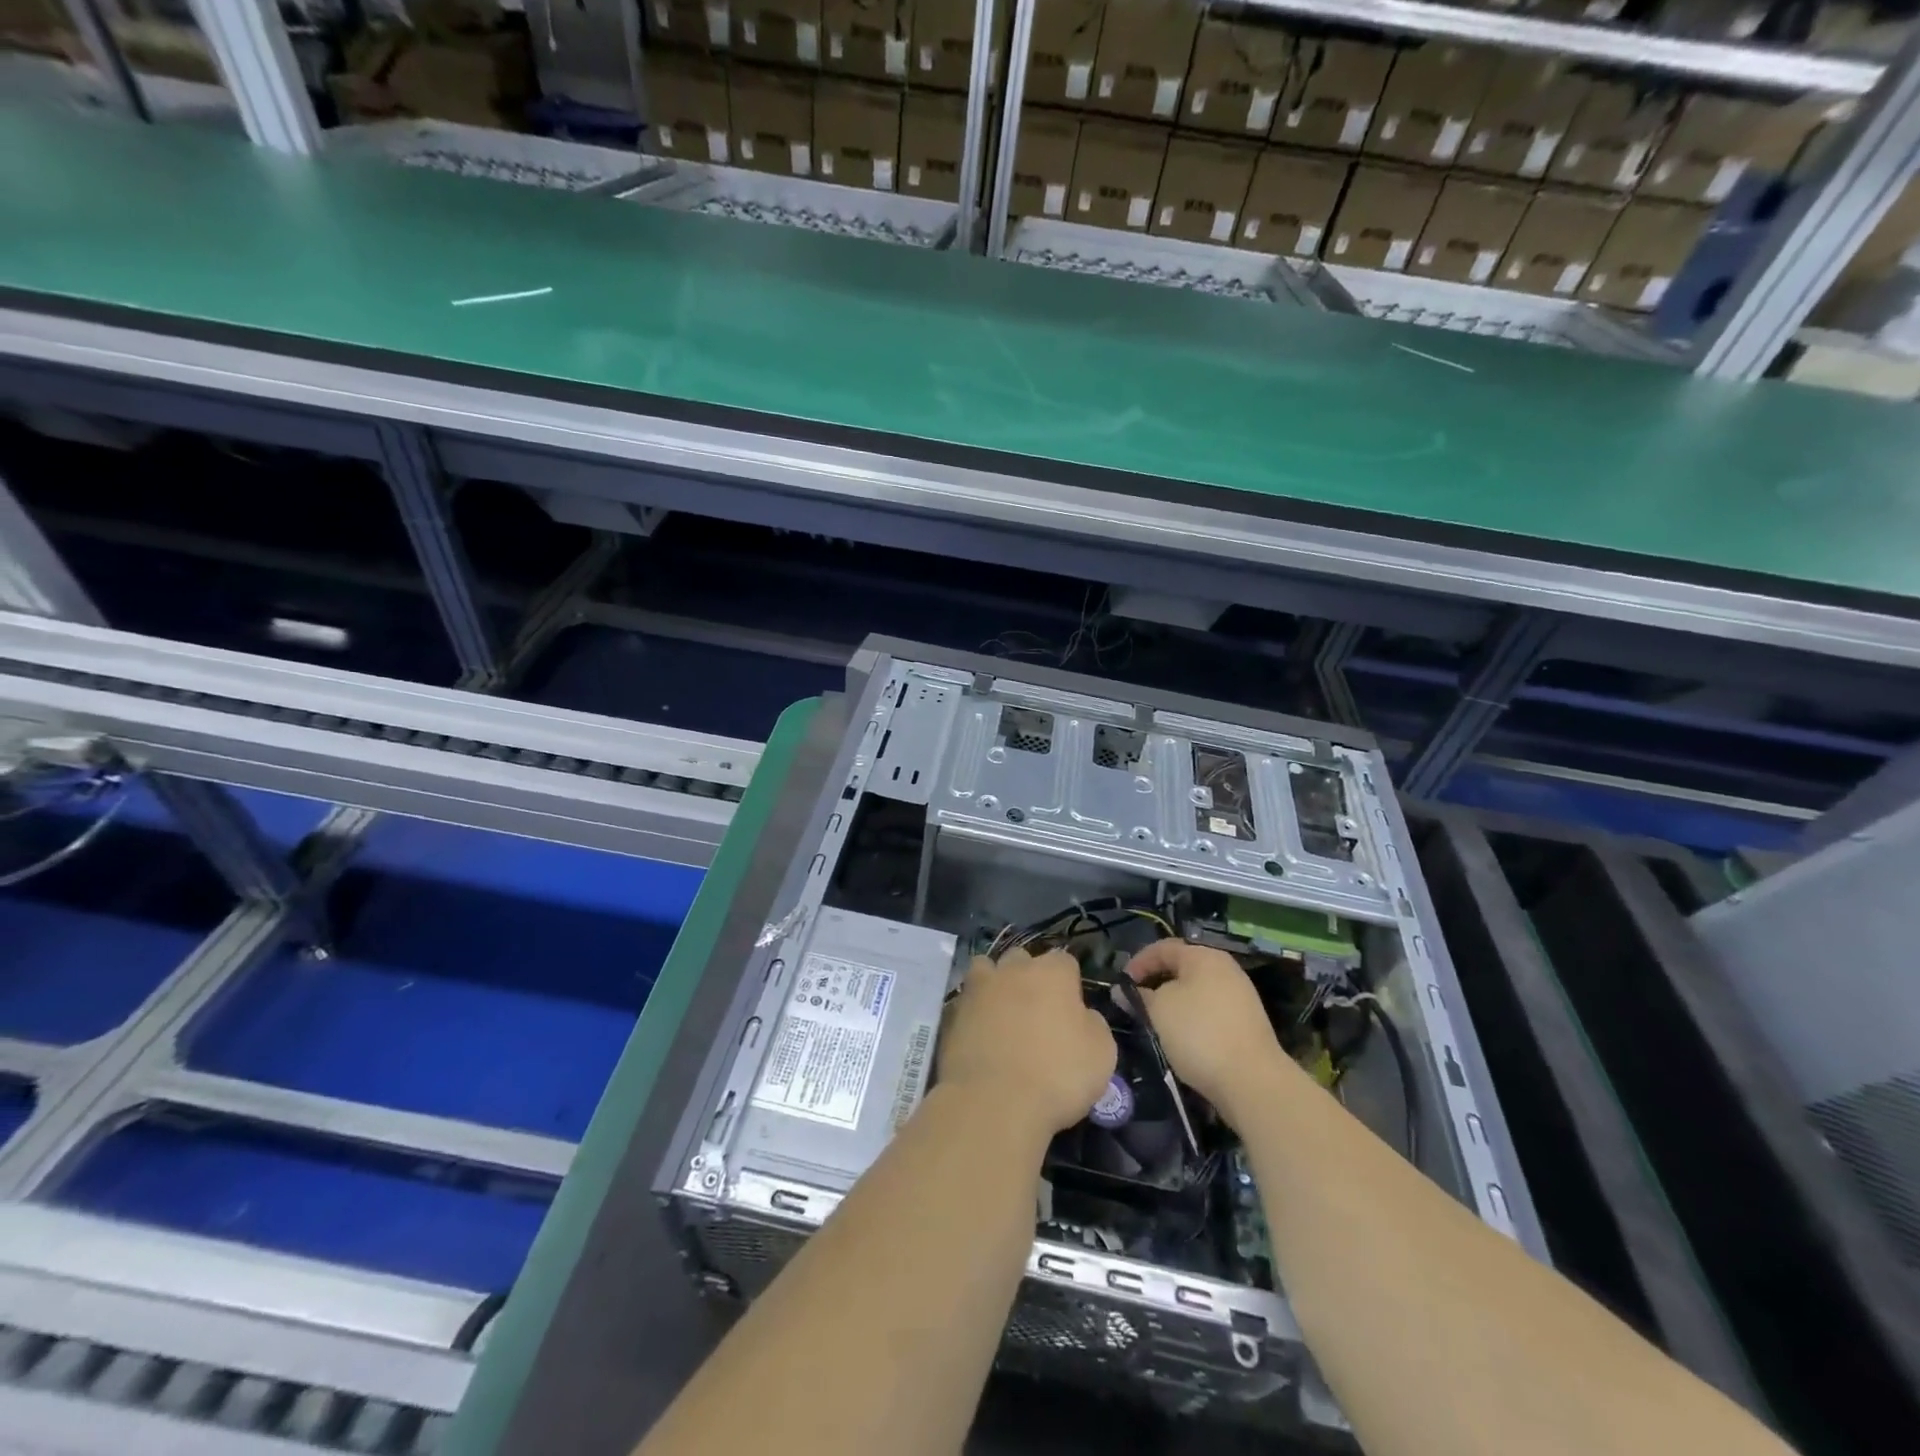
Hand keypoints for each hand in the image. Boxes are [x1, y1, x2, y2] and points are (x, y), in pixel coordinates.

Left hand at [939, 947, 1117, 1136]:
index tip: (1071, 1011)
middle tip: (1035, 1012)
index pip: (1065, 961)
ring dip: (994, 984)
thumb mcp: (1101, 1054)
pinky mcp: (953, 1012)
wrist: (994, 1102)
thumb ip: (1093, 1023)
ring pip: (986, 969)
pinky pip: (966, 1000)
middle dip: (1028, 976)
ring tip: (1001, 1014)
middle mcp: (1013, 970)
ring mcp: (979, 988)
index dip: (1069, 983)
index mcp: (1052, 973)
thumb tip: (1081, 1015)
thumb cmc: (1057, 1075)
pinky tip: (980, 1034)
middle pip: (1022, 959)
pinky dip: (973, 1010)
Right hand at [1125, 940, 1289, 1121]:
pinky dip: (1191, 1017)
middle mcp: (1225, 969)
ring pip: (1196, 991)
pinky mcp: (1247, 1023)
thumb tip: (1123, 991)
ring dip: (1173, 1002)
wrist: (1252, 1081)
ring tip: (1155, 1021)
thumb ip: (1138, 996)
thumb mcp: (1158, 1010)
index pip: (1163, 947)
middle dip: (1156, 982)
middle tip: (1136, 1001)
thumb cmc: (1198, 1033)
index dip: (1138, 962)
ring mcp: (1240, 996)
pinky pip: (1210, 1010)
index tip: (1121, 984)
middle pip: (1182, 968)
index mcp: (1204, 956)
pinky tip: (1181, 1037)